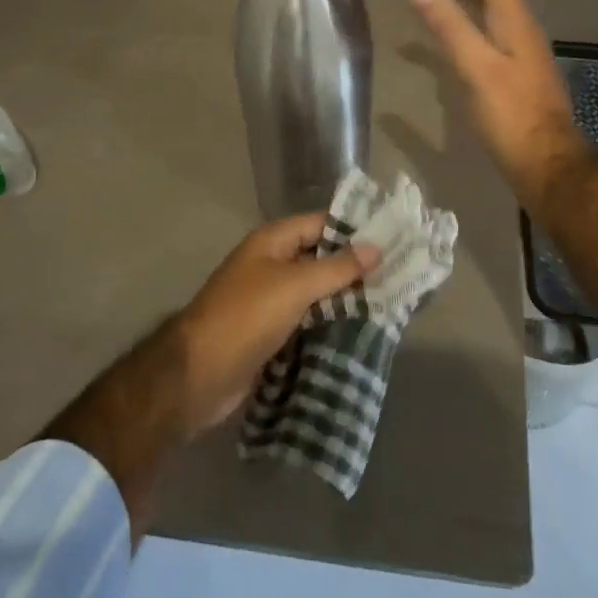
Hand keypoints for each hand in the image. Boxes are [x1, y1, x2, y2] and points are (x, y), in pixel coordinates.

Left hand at [173, 214, 380, 433]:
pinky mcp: (270, 333)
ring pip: (315, 292)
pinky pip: (307, 320)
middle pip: (318, 257)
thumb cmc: (247, 316)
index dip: (353, 229)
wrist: (200, 374)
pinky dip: (329, 324)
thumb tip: (376, 246)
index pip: (320, 223)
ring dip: (344, 298)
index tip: (392, 237)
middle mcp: (270, 264)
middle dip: (353, 267)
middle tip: (398, 274)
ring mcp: (269, 300)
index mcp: (271, 242)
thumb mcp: (295, 286)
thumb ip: (336, 267)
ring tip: (389, 303)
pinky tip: (360, 332)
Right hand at [400, 0, 585, 210]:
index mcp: (513, 17)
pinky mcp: (512, 70)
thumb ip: (445, 20)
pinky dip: (462, 15)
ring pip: (488, 4)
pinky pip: (485, 26)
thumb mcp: (474, 65)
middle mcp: (519, 25)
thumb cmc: (511, 115)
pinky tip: (446, 30)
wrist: (547, 164)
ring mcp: (517, 49)